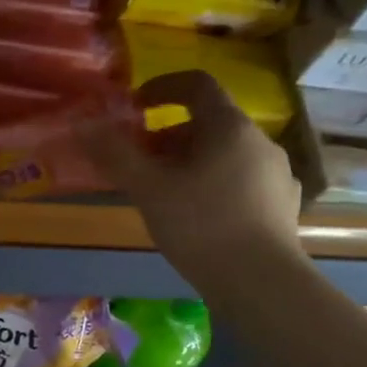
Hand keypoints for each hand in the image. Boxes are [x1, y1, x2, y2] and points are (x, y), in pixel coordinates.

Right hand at [83, 70, 303, 297]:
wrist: (260, 282)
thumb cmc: (200, 226)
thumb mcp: (148, 189)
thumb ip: (115, 153)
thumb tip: (83, 123)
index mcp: (229, 127)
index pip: (196, 84)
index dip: (162, 87)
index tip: (135, 105)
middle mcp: (260, 141)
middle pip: (210, 122)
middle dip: (169, 135)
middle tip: (140, 161)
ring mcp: (277, 173)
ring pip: (226, 153)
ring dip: (192, 161)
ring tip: (166, 192)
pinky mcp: (284, 205)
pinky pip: (243, 180)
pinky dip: (215, 184)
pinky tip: (201, 215)